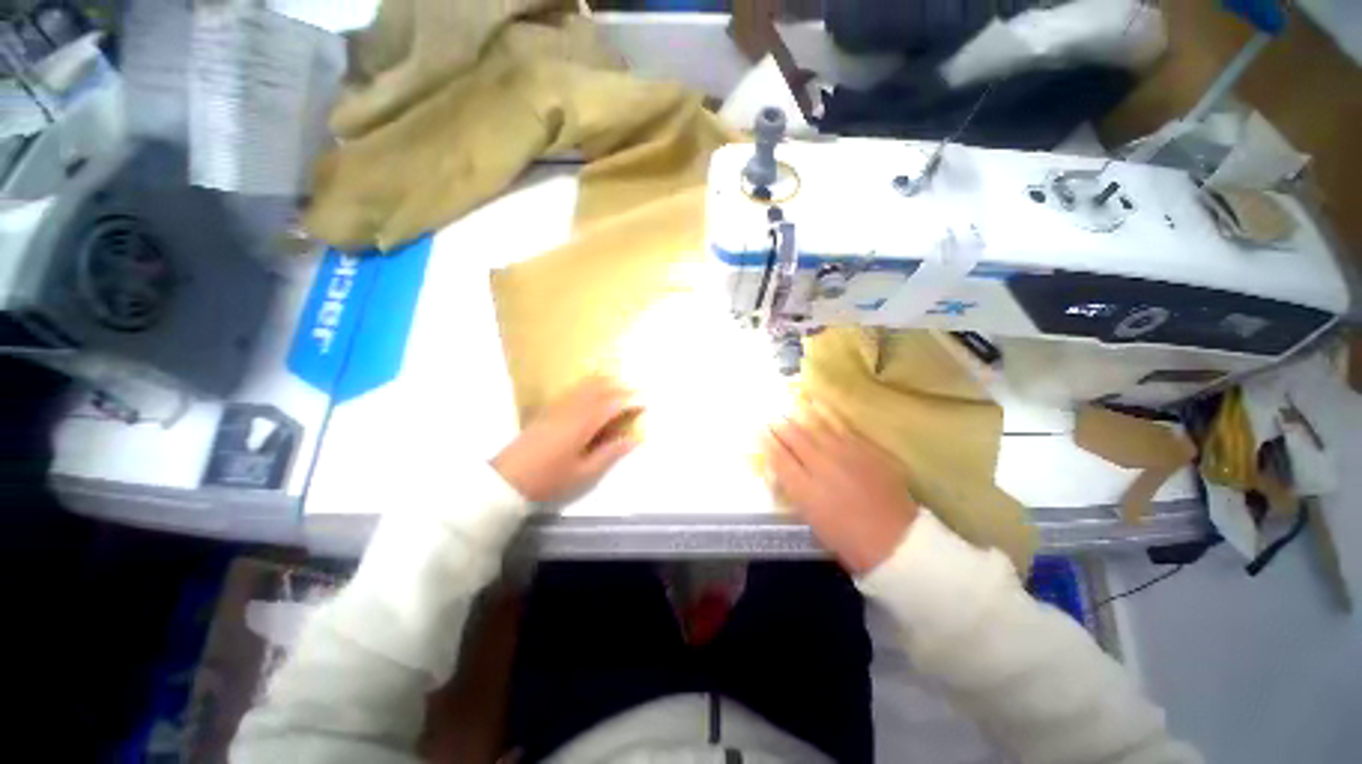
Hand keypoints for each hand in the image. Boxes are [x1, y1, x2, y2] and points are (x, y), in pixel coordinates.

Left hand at [493, 376, 641, 502]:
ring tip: (618, 383)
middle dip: (620, 387)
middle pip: (599, 389)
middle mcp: (572, 410)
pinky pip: (572, 390)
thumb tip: (633, 440)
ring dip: (604, 382)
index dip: (630, 402)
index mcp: (583, 424)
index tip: (645, 403)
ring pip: (585, 386)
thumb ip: (610, 454)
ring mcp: (558, 408)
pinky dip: (587, 385)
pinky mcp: (547, 410)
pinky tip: (590, 388)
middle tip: (636, 390)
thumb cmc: (549, 479)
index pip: (612, 405)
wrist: (506, 480)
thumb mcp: (584, 473)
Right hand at [763, 411, 918, 574]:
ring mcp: (845, 455)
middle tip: (770, 415)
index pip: (779, 457)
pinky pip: (840, 426)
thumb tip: (783, 471)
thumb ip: (795, 492)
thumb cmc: (849, 540)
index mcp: (805, 489)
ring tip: (789, 406)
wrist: (896, 542)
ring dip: (799, 415)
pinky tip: (818, 407)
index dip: (766, 441)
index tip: (757, 430)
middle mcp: (821, 466)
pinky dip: (826, 415)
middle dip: (779, 425)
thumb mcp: (813, 521)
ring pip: (816, 427)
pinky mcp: (865, 449)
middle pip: (794, 438)